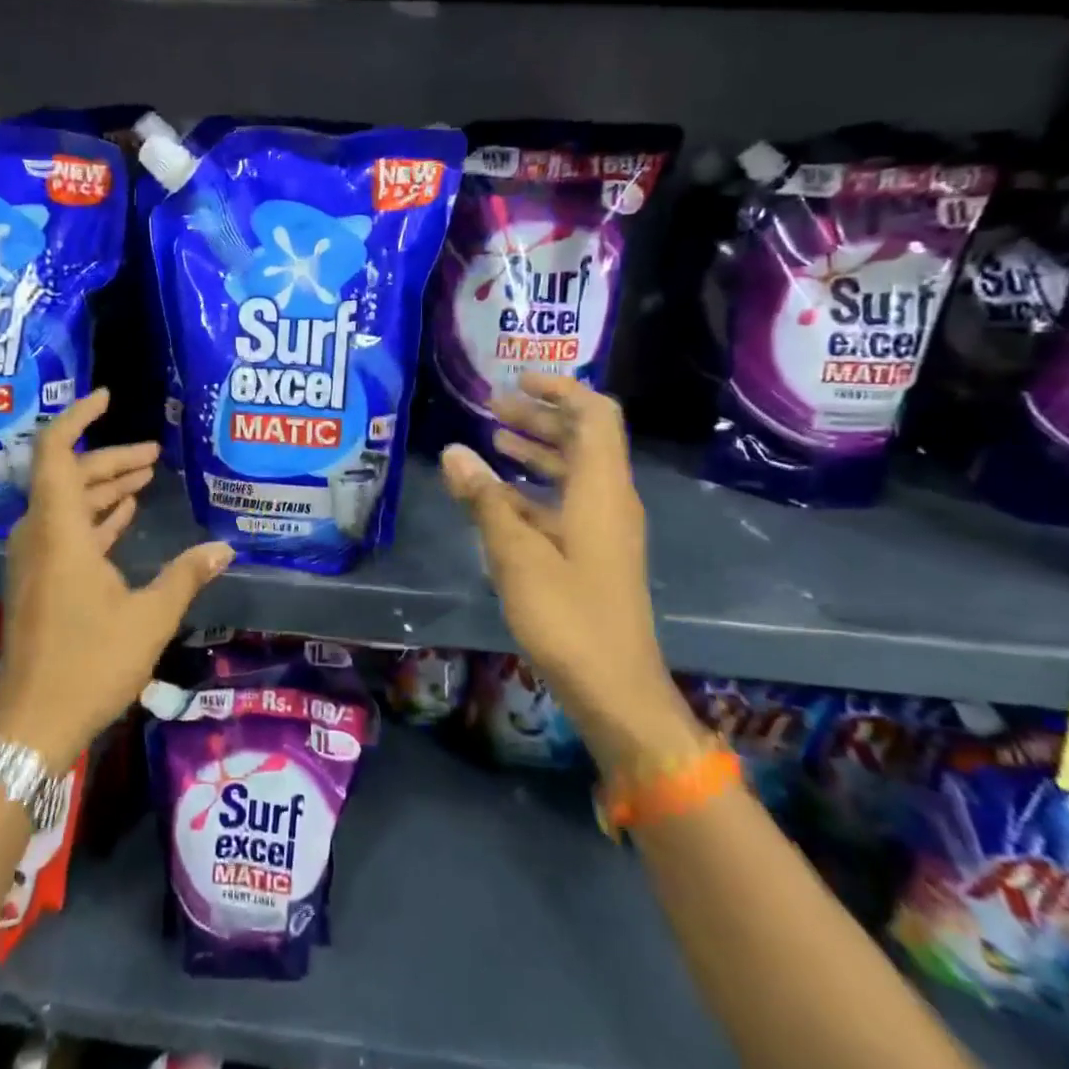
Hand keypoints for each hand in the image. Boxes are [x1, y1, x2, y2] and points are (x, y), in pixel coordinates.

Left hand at [0, 389, 234, 767]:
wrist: (32, 724)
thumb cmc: (90, 663)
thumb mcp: (149, 617)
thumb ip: (186, 576)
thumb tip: (225, 549)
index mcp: (59, 530)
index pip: (55, 451)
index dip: (78, 418)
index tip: (107, 398)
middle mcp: (40, 535)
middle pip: (69, 476)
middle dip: (110, 460)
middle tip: (153, 455)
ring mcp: (36, 559)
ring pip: (68, 504)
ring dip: (104, 489)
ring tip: (145, 477)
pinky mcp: (40, 580)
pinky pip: (66, 531)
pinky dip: (95, 518)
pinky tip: (124, 516)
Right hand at [440, 373, 698, 772]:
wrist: (615, 689)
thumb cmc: (568, 617)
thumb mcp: (517, 554)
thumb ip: (485, 500)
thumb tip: (453, 451)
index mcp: (601, 490)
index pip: (595, 415)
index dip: (561, 389)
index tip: (518, 379)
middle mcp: (609, 501)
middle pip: (583, 439)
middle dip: (540, 417)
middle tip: (493, 406)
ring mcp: (603, 529)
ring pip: (573, 472)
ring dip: (537, 450)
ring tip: (493, 439)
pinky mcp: (593, 554)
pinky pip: (565, 503)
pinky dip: (534, 489)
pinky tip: (498, 497)